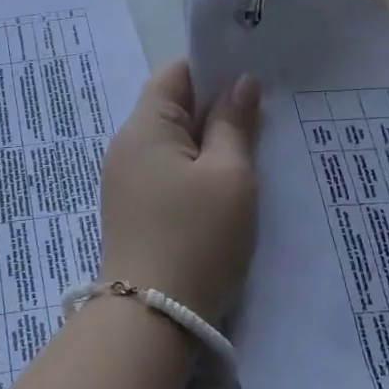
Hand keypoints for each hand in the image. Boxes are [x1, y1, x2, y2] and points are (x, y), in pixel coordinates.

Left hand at [100, 62, 259, 321]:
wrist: (151, 318)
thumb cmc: (196, 237)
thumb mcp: (229, 175)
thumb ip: (234, 124)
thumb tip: (241, 83)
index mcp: (145, 126)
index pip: (175, 74)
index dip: (213, 71)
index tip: (253, 82)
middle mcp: (127, 145)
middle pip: (172, 106)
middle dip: (215, 108)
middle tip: (262, 117)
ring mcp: (125, 179)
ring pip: (172, 142)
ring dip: (207, 142)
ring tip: (250, 151)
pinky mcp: (132, 208)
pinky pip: (166, 171)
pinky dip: (194, 170)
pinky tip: (222, 186)